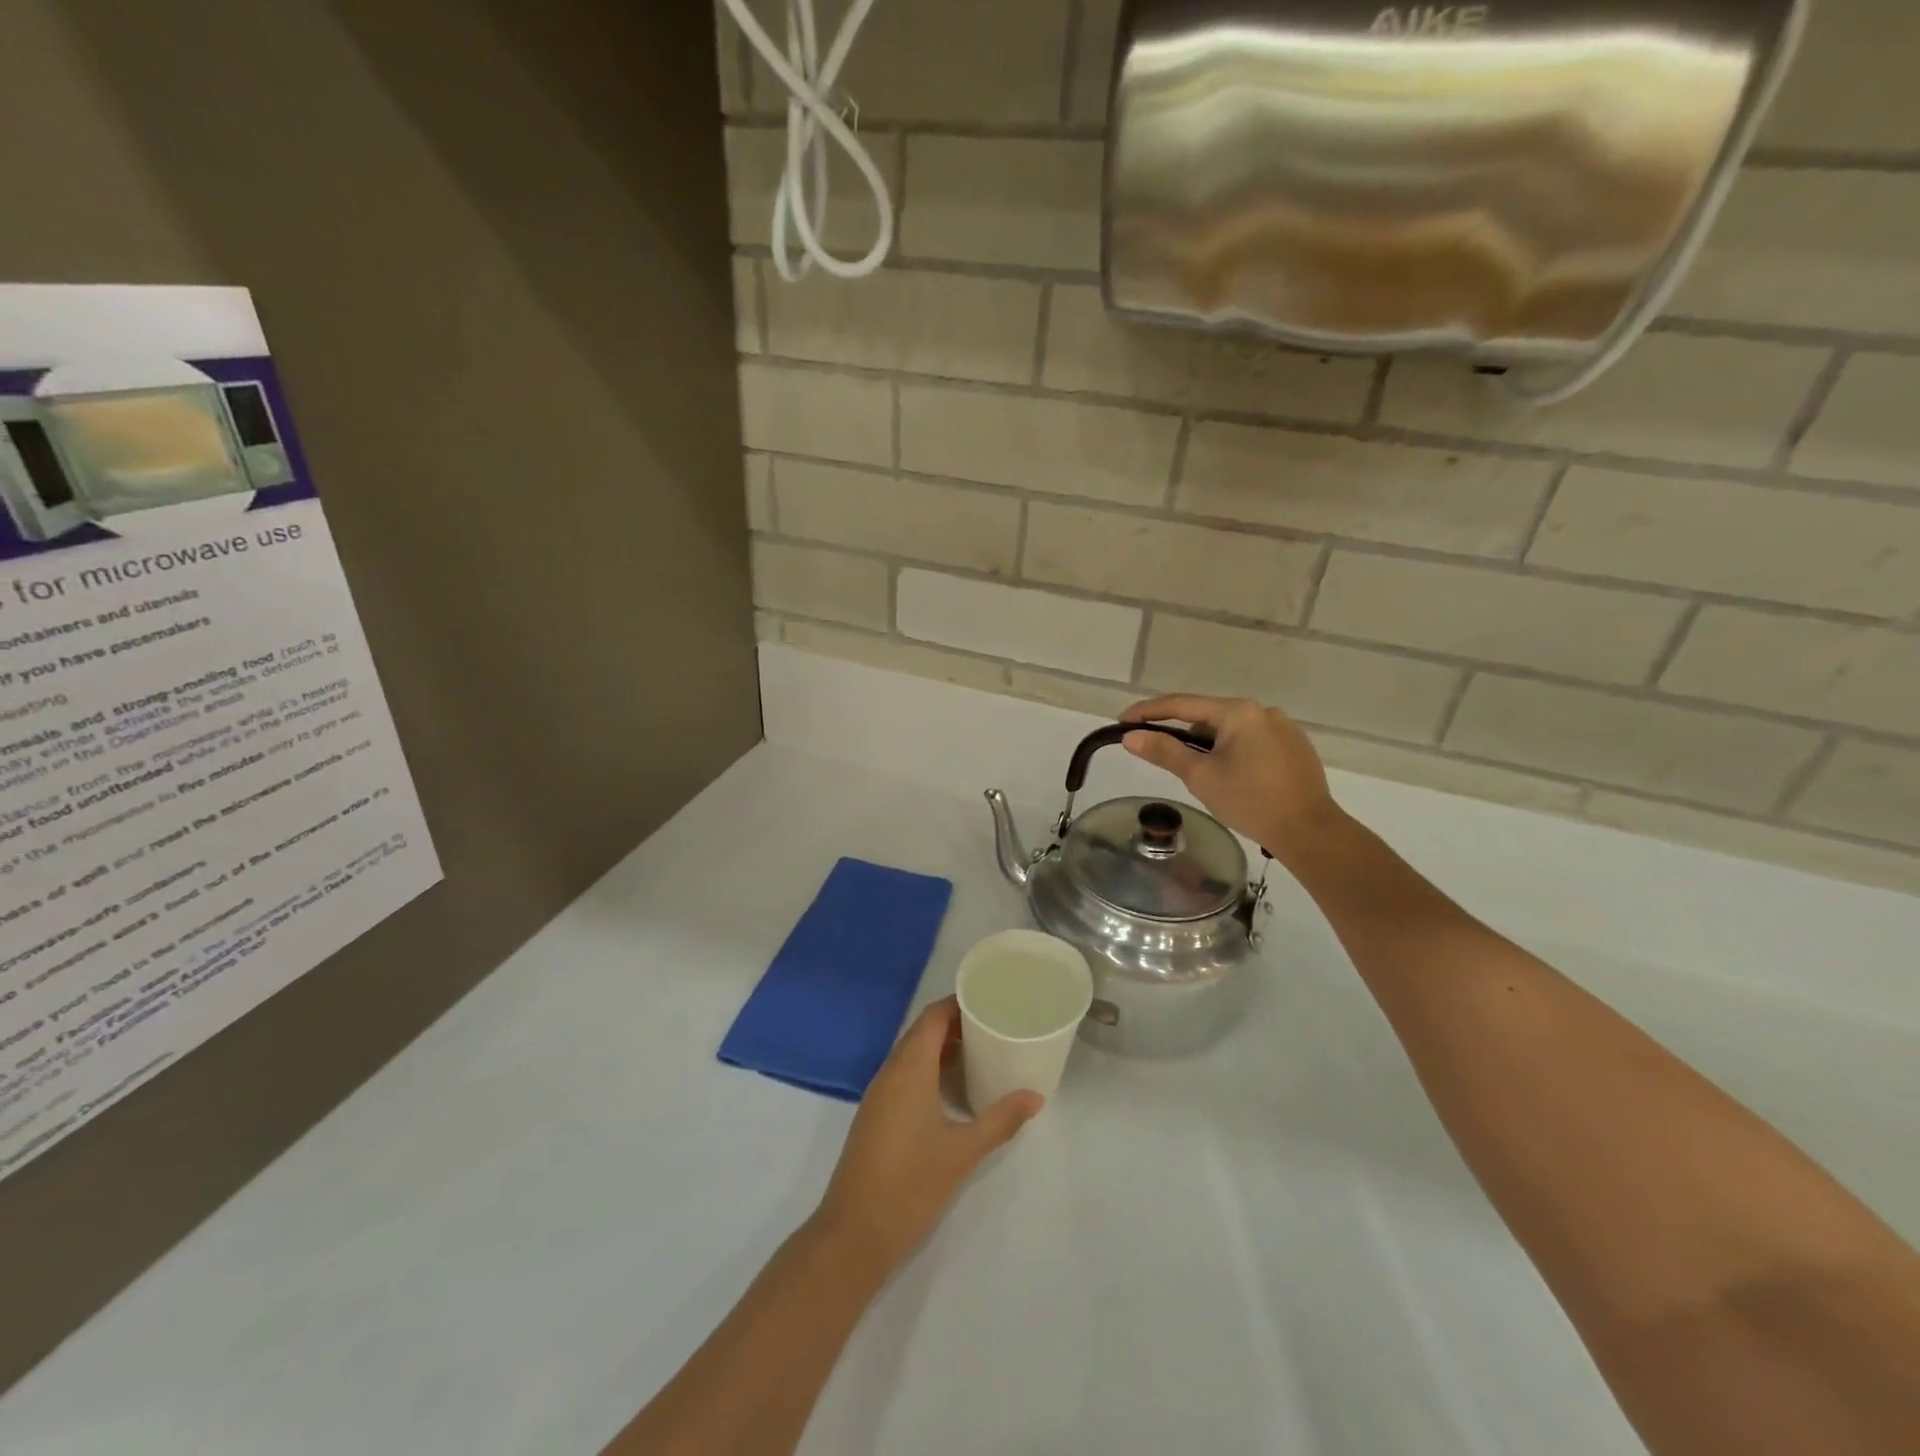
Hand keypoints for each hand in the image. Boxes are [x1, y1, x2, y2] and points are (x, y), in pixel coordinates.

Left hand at [815, 997, 1040, 1271]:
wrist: (853, 1234)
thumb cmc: (910, 1184)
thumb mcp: (962, 1152)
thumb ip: (999, 1120)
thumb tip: (1035, 1097)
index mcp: (909, 1068)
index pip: (933, 1017)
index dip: (959, 1004)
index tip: (991, 1001)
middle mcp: (890, 1071)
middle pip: (923, 1032)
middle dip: (956, 1024)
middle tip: (994, 1025)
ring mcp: (879, 1094)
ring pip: (912, 1054)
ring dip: (943, 1048)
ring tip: (982, 1052)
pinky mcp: (876, 1115)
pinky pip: (905, 1075)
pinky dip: (930, 1069)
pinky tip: (954, 1089)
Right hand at [1121, 694, 1342, 868]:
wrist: (1309, 831)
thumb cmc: (1250, 801)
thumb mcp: (1200, 776)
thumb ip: (1164, 751)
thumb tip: (1130, 737)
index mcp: (1237, 712)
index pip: (1181, 704)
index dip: (1148, 711)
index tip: (1123, 721)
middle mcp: (1262, 711)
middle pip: (1208, 715)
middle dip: (1181, 730)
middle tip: (1158, 751)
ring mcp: (1284, 727)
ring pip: (1232, 729)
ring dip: (1209, 743)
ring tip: (1198, 771)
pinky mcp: (1296, 746)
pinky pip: (1253, 740)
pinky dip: (1234, 750)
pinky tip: (1233, 776)